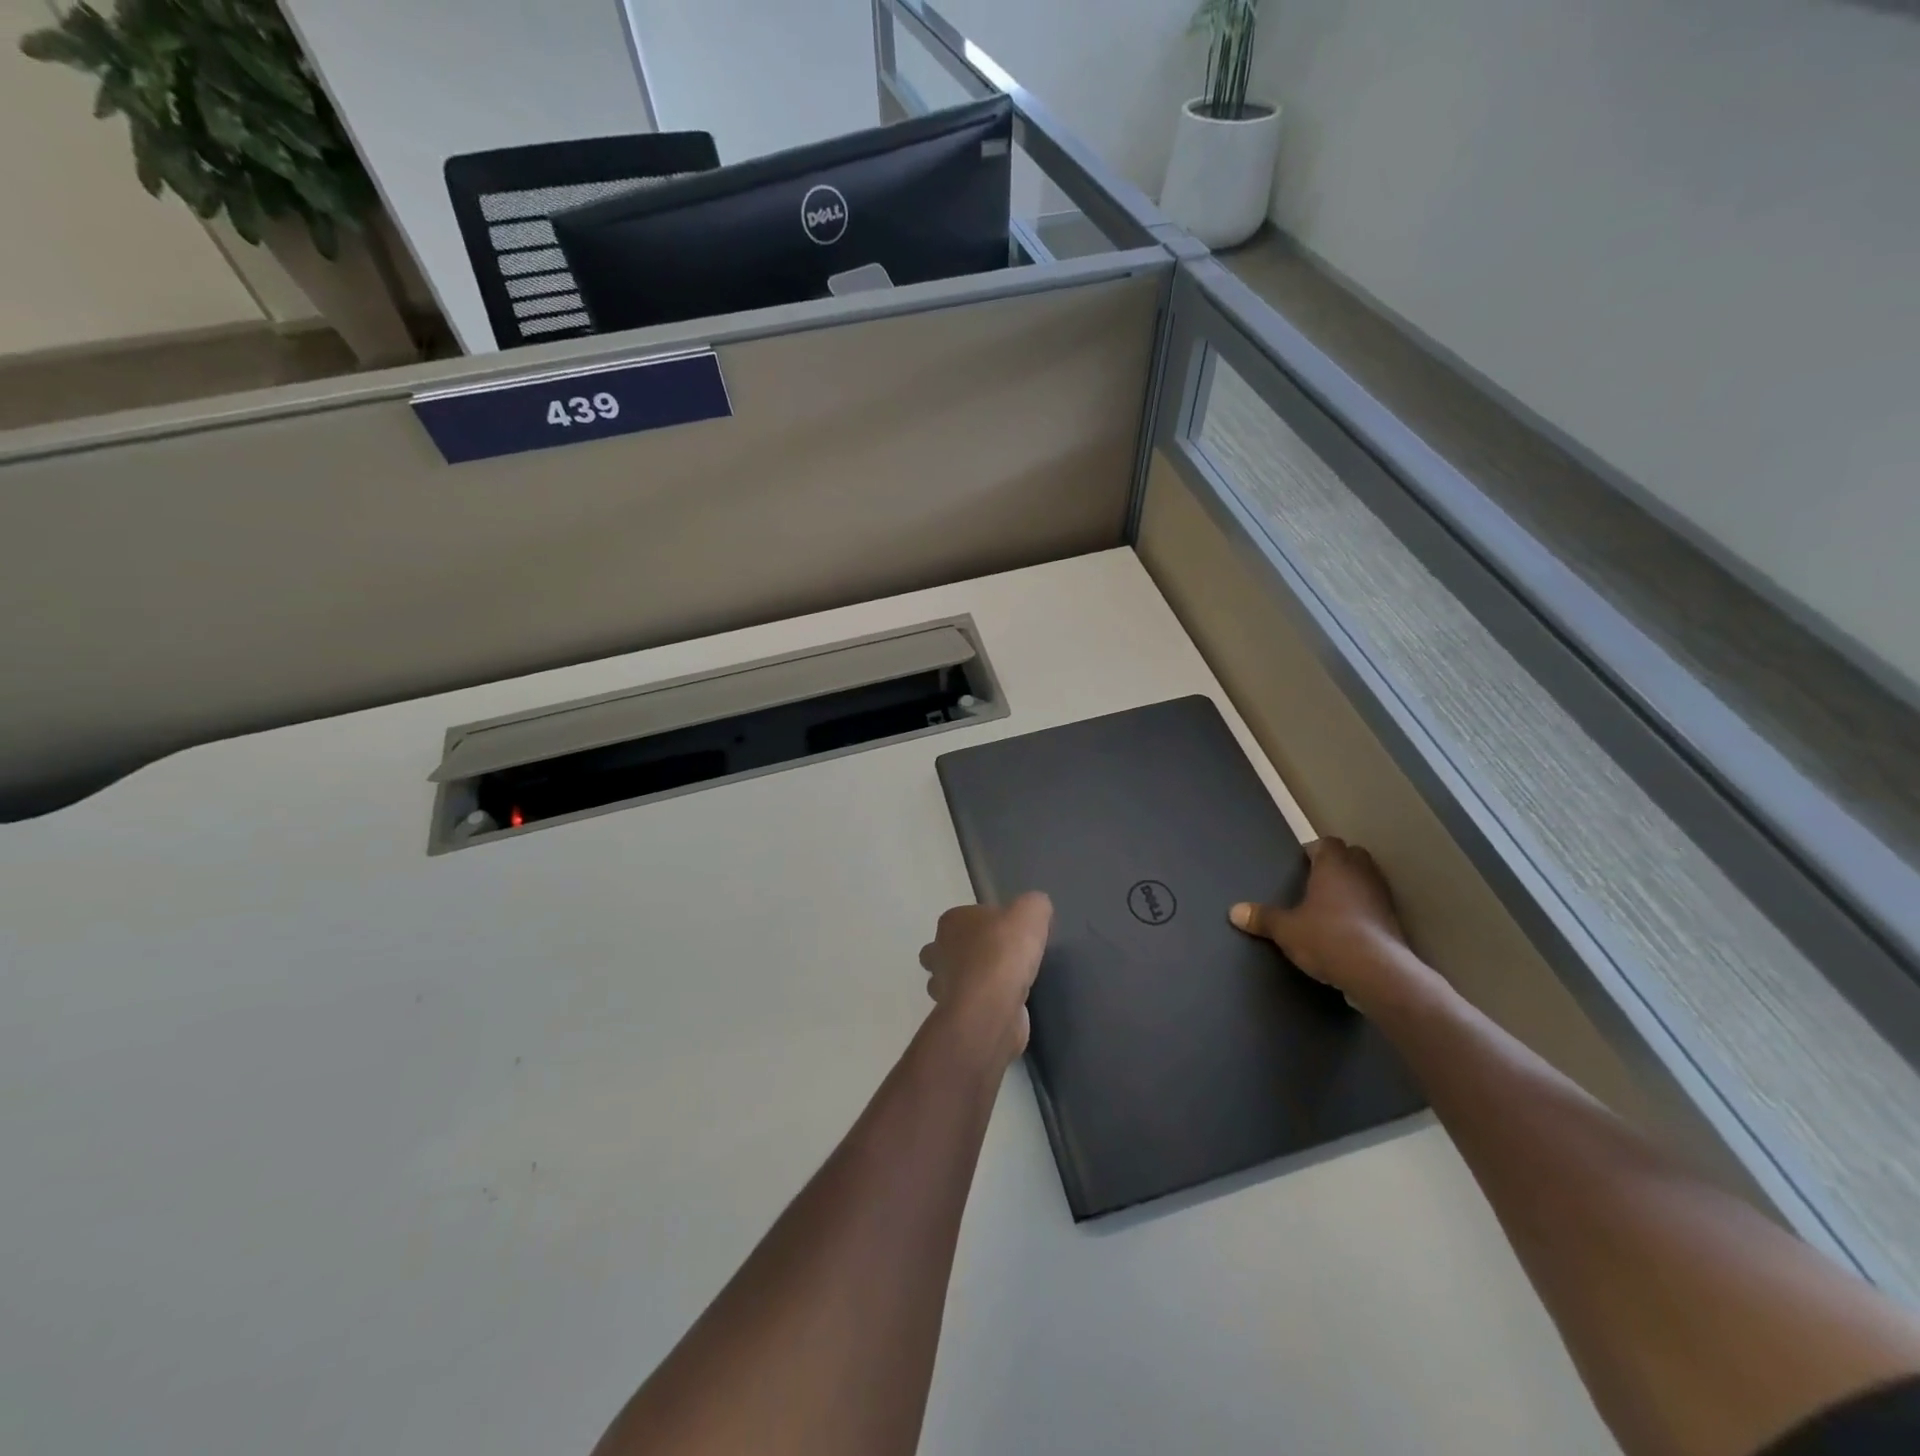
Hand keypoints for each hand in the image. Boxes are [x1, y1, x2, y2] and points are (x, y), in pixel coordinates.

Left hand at [920, 893, 1052, 1065]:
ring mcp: (941, 986)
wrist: (992, 1006)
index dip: (982, 925)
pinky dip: (978, 1007)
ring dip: (967, 983)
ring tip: (1000, 985)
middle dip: (962, 954)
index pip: (962, 918)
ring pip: (948, 980)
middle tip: (996, 959)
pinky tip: (1002, 1006)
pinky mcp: (953, 1015)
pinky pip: (965, 1007)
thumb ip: (1034, 905)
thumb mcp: (1031, 912)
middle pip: (945, 949)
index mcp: (951, 922)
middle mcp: (938, 951)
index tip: (1005, 934)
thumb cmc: (1004, 951)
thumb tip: (1035, 908)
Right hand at [1230, 838, 1427, 1013]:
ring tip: (1333, 903)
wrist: (1377, 971)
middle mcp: (1361, 873)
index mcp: (1333, 866)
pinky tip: (1350, 926)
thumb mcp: (1286, 930)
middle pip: (1352, 854)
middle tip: (1317, 879)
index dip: (1314, 850)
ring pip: (1367, 878)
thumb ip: (1262, 918)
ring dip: (1353, 885)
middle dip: (1337, 863)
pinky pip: (1376, 904)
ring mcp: (1382, 896)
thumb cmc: (1326, 937)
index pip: (1327, 843)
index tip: (1302, 863)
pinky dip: (1365, 909)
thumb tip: (1233, 911)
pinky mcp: (1394, 920)